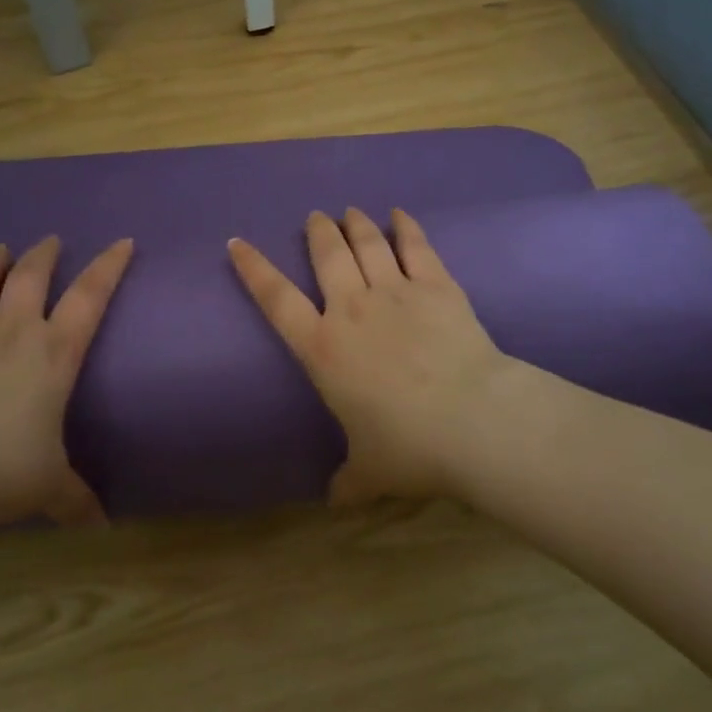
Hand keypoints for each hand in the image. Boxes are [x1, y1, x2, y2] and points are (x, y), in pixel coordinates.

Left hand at [0, 236, 133, 526]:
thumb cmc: (5, 471)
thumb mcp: (49, 486)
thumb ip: (74, 498)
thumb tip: (101, 527)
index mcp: (53, 354)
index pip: (90, 297)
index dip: (109, 266)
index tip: (122, 241)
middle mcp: (12, 332)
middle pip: (30, 277)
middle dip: (43, 255)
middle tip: (49, 241)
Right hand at [228, 209, 515, 504]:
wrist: (473, 420)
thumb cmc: (409, 447)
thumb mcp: (370, 471)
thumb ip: (349, 480)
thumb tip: (336, 500)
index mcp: (324, 349)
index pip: (277, 300)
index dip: (254, 269)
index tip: (238, 242)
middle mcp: (352, 309)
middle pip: (328, 256)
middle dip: (318, 232)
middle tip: (316, 217)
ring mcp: (396, 292)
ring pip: (368, 245)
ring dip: (356, 225)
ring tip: (350, 211)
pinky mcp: (437, 286)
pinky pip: (417, 247)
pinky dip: (406, 227)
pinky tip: (400, 214)